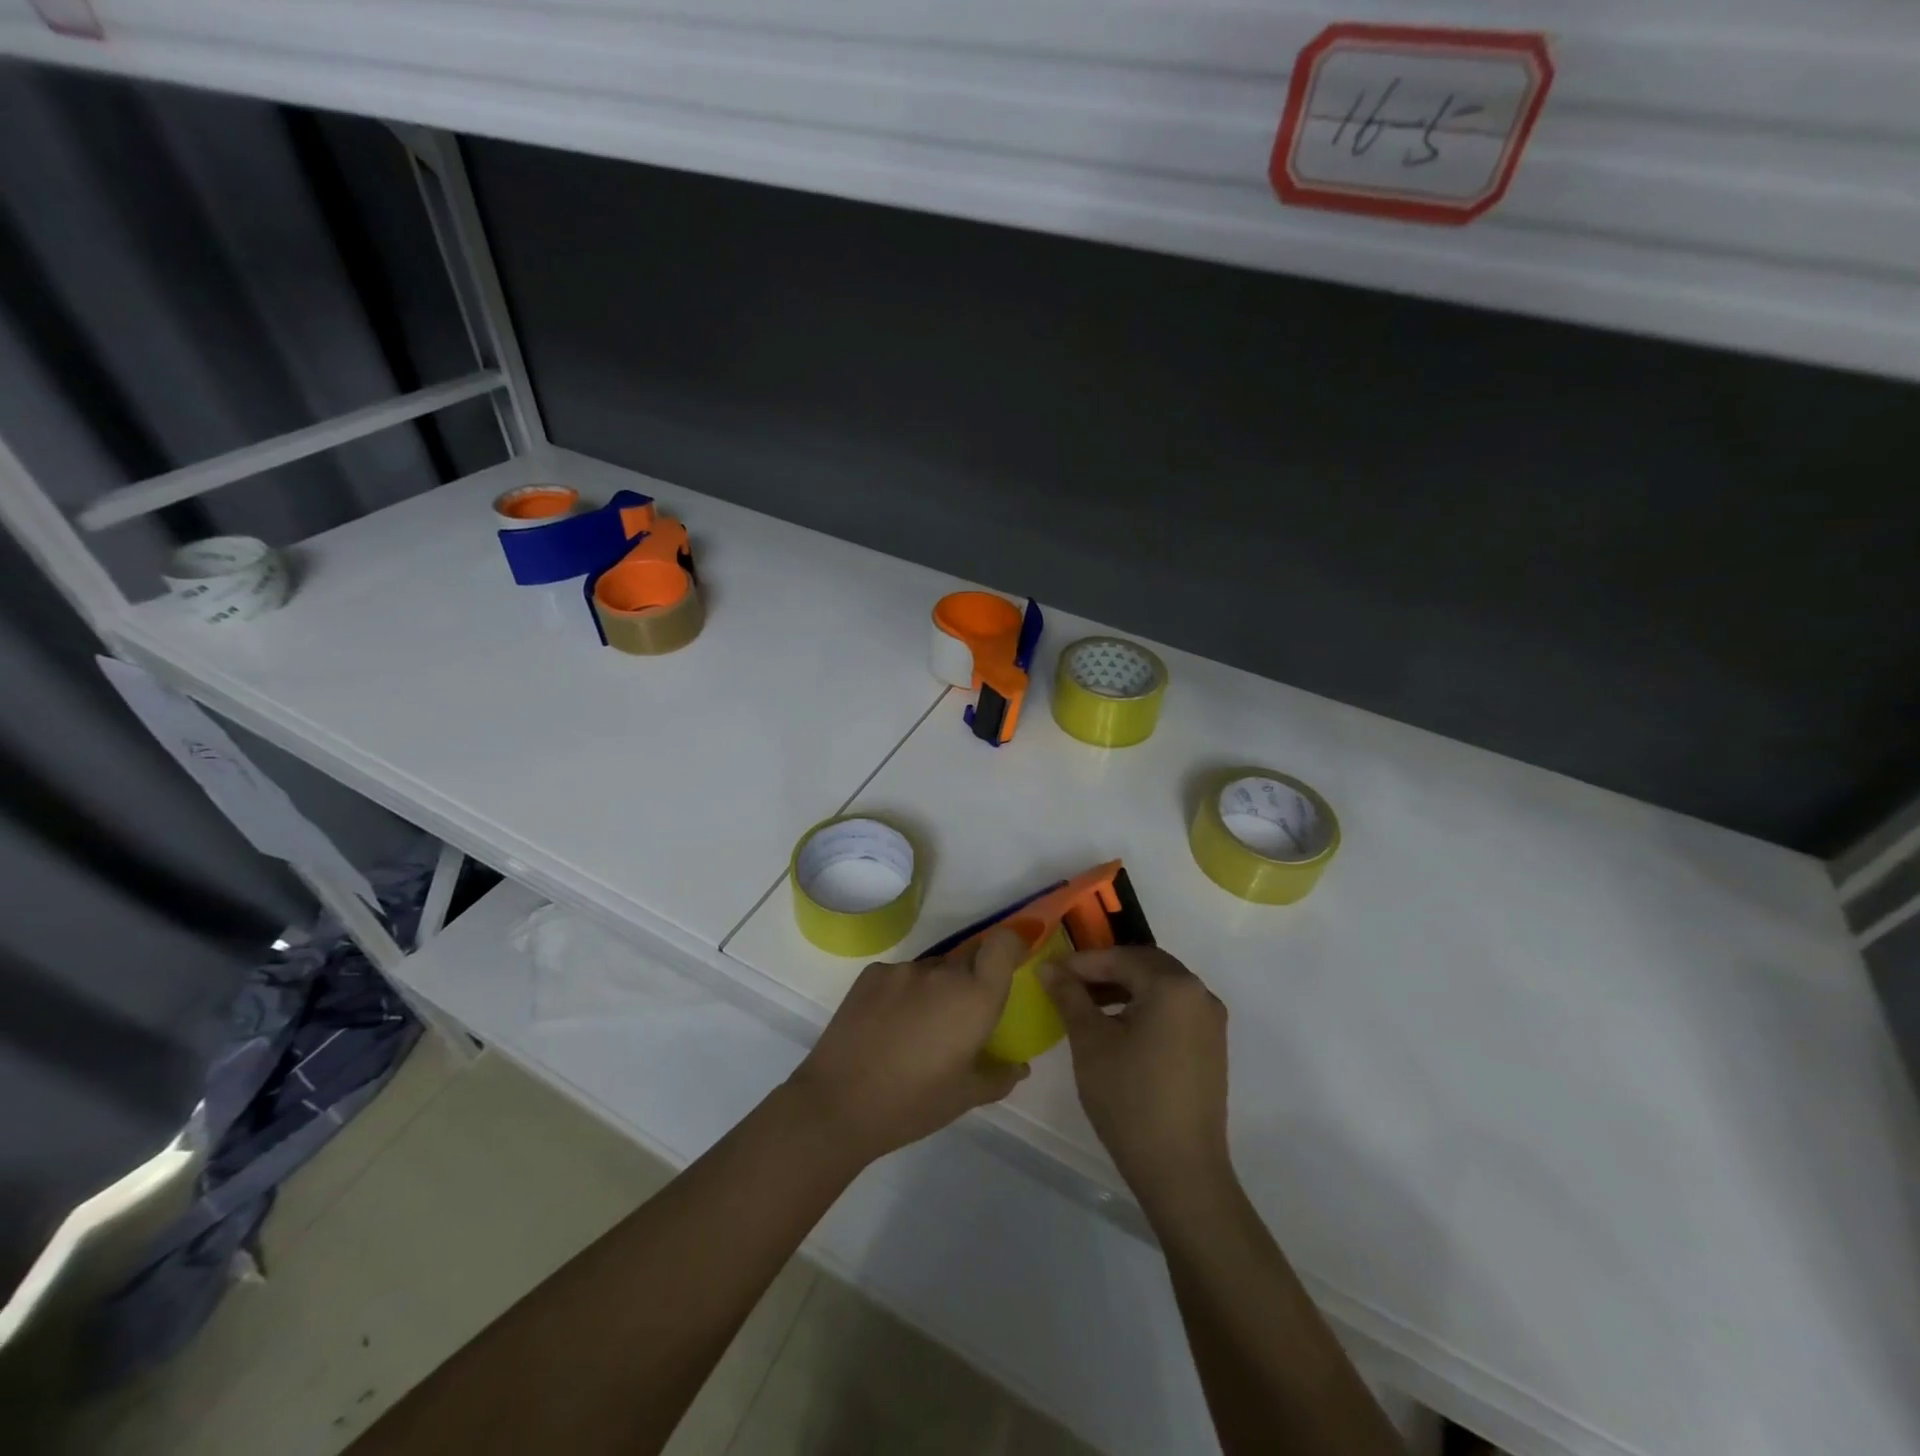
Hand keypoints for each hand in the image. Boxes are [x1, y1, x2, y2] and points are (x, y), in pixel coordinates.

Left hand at [785, 928, 1029, 1165]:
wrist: (837, 1104)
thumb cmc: (913, 1104)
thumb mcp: (965, 1097)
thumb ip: (999, 1076)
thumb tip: (1020, 1066)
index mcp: (974, 997)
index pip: (1003, 943)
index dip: (1012, 944)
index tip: (1011, 963)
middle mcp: (942, 972)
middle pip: (968, 957)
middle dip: (971, 979)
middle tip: (959, 1018)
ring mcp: (903, 969)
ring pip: (933, 969)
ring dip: (935, 988)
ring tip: (917, 1029)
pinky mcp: (871, 973)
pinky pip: (901, 975)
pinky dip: (903, 993)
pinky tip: (888, 1026)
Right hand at [1039, 946, 1231, 1202]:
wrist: (1181, 1171)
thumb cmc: (1130, 1098)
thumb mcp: (1090, 1042)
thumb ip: (1069, 996)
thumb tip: (1048, 967)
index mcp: (1173, 986)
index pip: (1120, 958)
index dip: (1082, 963)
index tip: (1050, 972)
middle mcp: (1199, 994)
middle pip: (1144, 966)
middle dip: (1104, 971)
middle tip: (1067, 984)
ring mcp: (1210, 1021)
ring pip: (1159, 987)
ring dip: (1123, 988)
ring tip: (1086, 1005)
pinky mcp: (1211, 1046)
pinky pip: (1172, 1010)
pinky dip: (1143, 1008)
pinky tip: (1116, 1027)